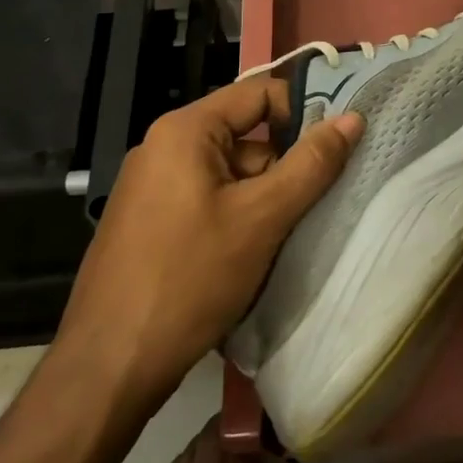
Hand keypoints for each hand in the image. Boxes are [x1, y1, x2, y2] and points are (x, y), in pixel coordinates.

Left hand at [55, 76, 361, 406]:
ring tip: (286, 239)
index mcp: (185, 131)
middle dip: (284, 168)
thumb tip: (353, 118)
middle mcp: (164, 148)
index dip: (303, 113)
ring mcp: (152, 188)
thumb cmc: (189, 279)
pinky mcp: (150, 223)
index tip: (335, 150)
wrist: (108, 367)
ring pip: (230, 175)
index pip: (260, 94)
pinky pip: (209, 201)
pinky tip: (252, 257)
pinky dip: (238, 219)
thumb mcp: (262, 217)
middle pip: (246, 137)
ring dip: (264, 200)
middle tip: (313, 206)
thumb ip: (311, 164)